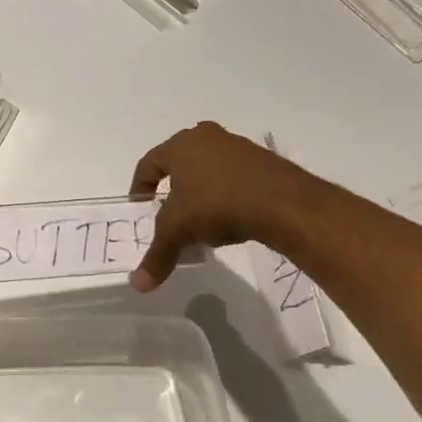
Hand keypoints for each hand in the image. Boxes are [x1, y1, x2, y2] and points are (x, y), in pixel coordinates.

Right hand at [128, 122, 304, 290]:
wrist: (283, 203)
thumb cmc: (216, 204)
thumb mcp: (178, 231)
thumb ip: (157, 255)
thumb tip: (138, 284)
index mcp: (180, 145)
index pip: (148, 164)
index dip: (139, 188)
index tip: (140, 209)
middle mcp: (206, 137)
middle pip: (178, 165)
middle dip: (172, 191)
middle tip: (170, 215)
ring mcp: (237, 146)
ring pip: (207, 170)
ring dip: (199, 193)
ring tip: (201, 222)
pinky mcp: (262, 160)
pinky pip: (232, 177)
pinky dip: (224, 195)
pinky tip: (229, 219)